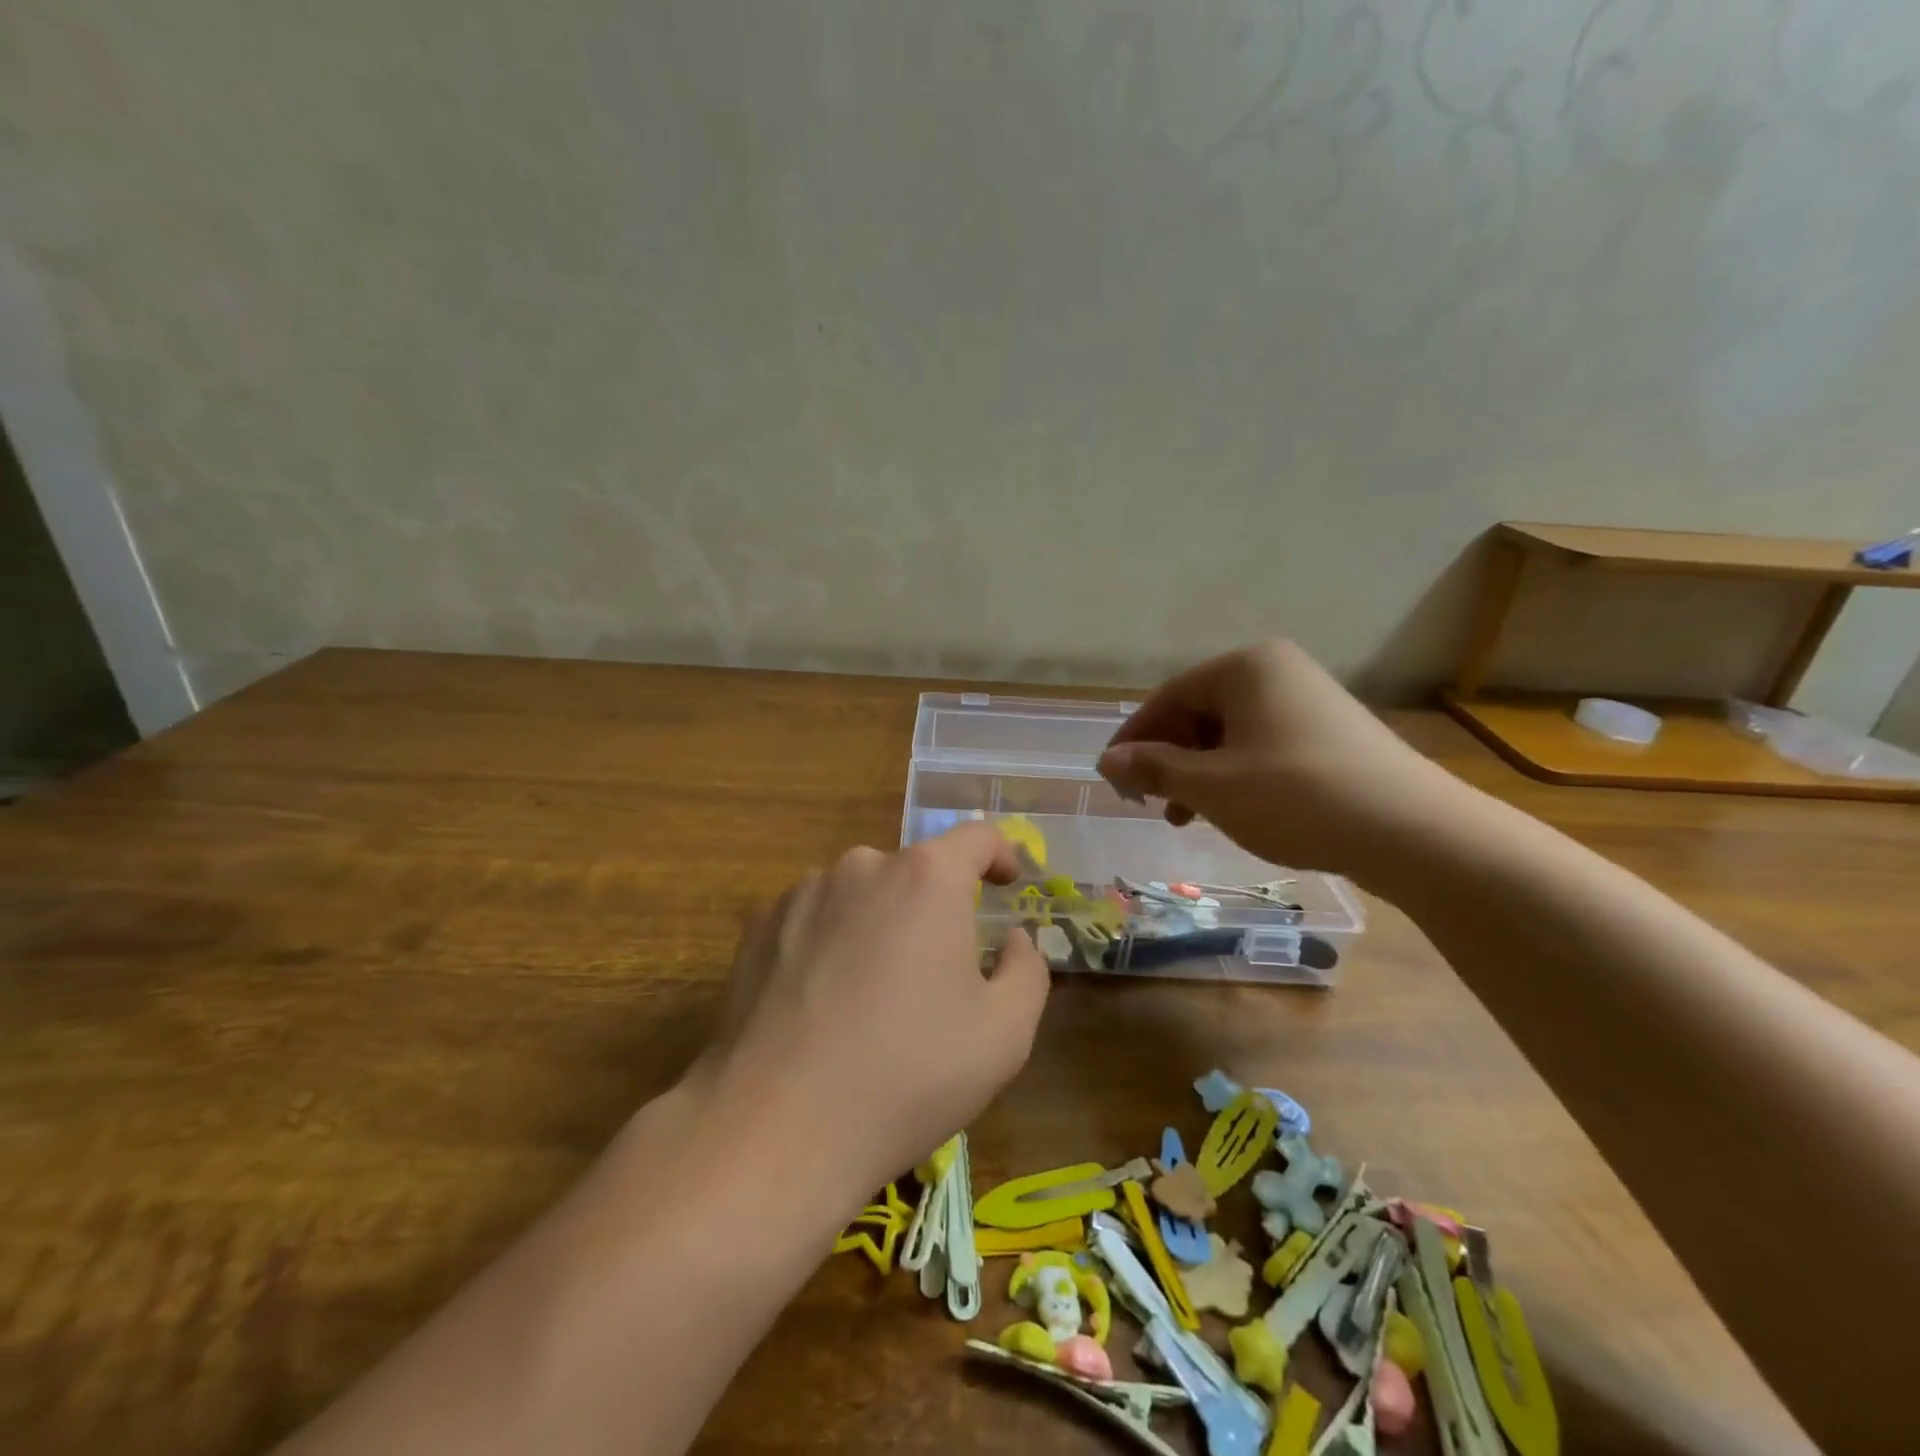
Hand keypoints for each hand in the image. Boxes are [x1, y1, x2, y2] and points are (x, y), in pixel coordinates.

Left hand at [701, 823, 1047, 1199]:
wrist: (778, 1125)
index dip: (1000, 854)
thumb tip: (1013, 939)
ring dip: (879, 925)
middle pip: (914, 872)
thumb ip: (1027, 969)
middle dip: (935, 909)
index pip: (976, 838)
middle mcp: (862, 866)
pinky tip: (822, 1003)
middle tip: (937, 974)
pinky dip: (830, 943)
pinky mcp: (758, 926)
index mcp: (927, 878)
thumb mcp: (1005, 1033)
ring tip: (872, 997)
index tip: (1006, 883)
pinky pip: (813, 919)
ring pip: (861, 896)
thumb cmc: (909, 1073)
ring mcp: (802, 892)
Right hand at [1096, 639, 1462, 881]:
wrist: (1413, 832)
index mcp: (1246, 667)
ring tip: (1185, 818)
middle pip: (1199, 713)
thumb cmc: (1295, 797)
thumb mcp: (1211, 786)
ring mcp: (1309, 702)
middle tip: (1150, 803)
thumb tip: (1107, 760)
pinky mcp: (1331, 735)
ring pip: (1230, 735)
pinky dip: (1235, 777)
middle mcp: (1277, 672)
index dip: (1134, 739)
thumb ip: (1154, 768)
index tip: (1112, 778)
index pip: (1168, 697)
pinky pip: (1263, 747)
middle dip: (1168, 760)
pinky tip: (1230, 812)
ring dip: (1199, 774)